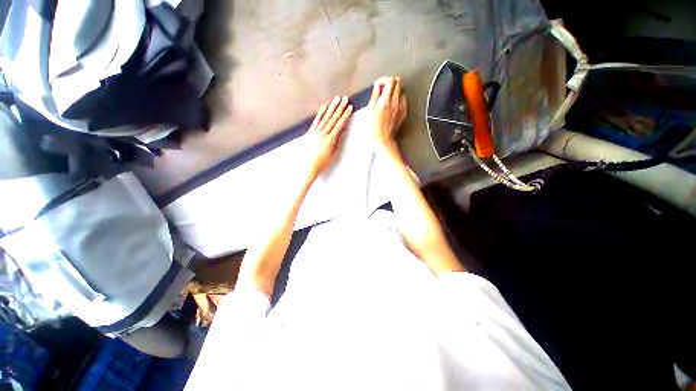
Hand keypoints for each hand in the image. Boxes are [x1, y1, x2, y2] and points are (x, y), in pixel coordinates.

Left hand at [304, 96, 352, 178]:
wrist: (308, 166)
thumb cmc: (322, 163)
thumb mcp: (333, 154)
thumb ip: (338, 142)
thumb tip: (343, 131)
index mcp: (330, 140)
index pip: (339, 125)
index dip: (345, 115)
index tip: (350, 108)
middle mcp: (323, 134)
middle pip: (333, 118)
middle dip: (340, 108)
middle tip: (345, 98)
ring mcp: (315, 132)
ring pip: (325, 117)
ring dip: (332, 107)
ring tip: (337, 99)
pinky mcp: (310, 132)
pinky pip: (316, 120)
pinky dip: (321, 112)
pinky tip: (325, 106)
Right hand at [369, 76, 406, 150]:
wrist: (383, 139)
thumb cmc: (374, 128)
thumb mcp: (369, 110)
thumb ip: (374, 96)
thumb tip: (377, 87)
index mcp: (386, 100)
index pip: (390, 81)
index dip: (383, 80)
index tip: (378, 84)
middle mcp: (395, 102)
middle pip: (398, 82)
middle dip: (390, 83)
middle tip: (383, 89)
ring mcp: (401, 108)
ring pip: (401, 92)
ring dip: (394, 92)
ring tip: (386, 98)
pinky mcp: (403, 113)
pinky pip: (403, 101)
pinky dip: (398, 100)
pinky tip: (392, 106)